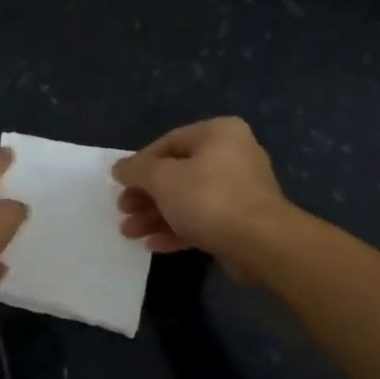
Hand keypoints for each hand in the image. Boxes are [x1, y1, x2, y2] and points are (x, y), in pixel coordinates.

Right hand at [110, 117, 292, 271]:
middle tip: (123, 210)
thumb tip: (118, 168)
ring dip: (156, 216)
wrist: (260, 243)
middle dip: (146, 195)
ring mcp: (240, 190)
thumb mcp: (162, 178)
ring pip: (188, 199)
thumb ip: (136, 170)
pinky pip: (203, 220)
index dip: (139, 164)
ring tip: (130, 233)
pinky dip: (177, 229)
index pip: (168, 142)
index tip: (120, 184)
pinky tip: (153, 245)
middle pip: (177, 173)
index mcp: (218, 134)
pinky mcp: (242, 221)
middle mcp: (233, 155)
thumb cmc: (208, 198)